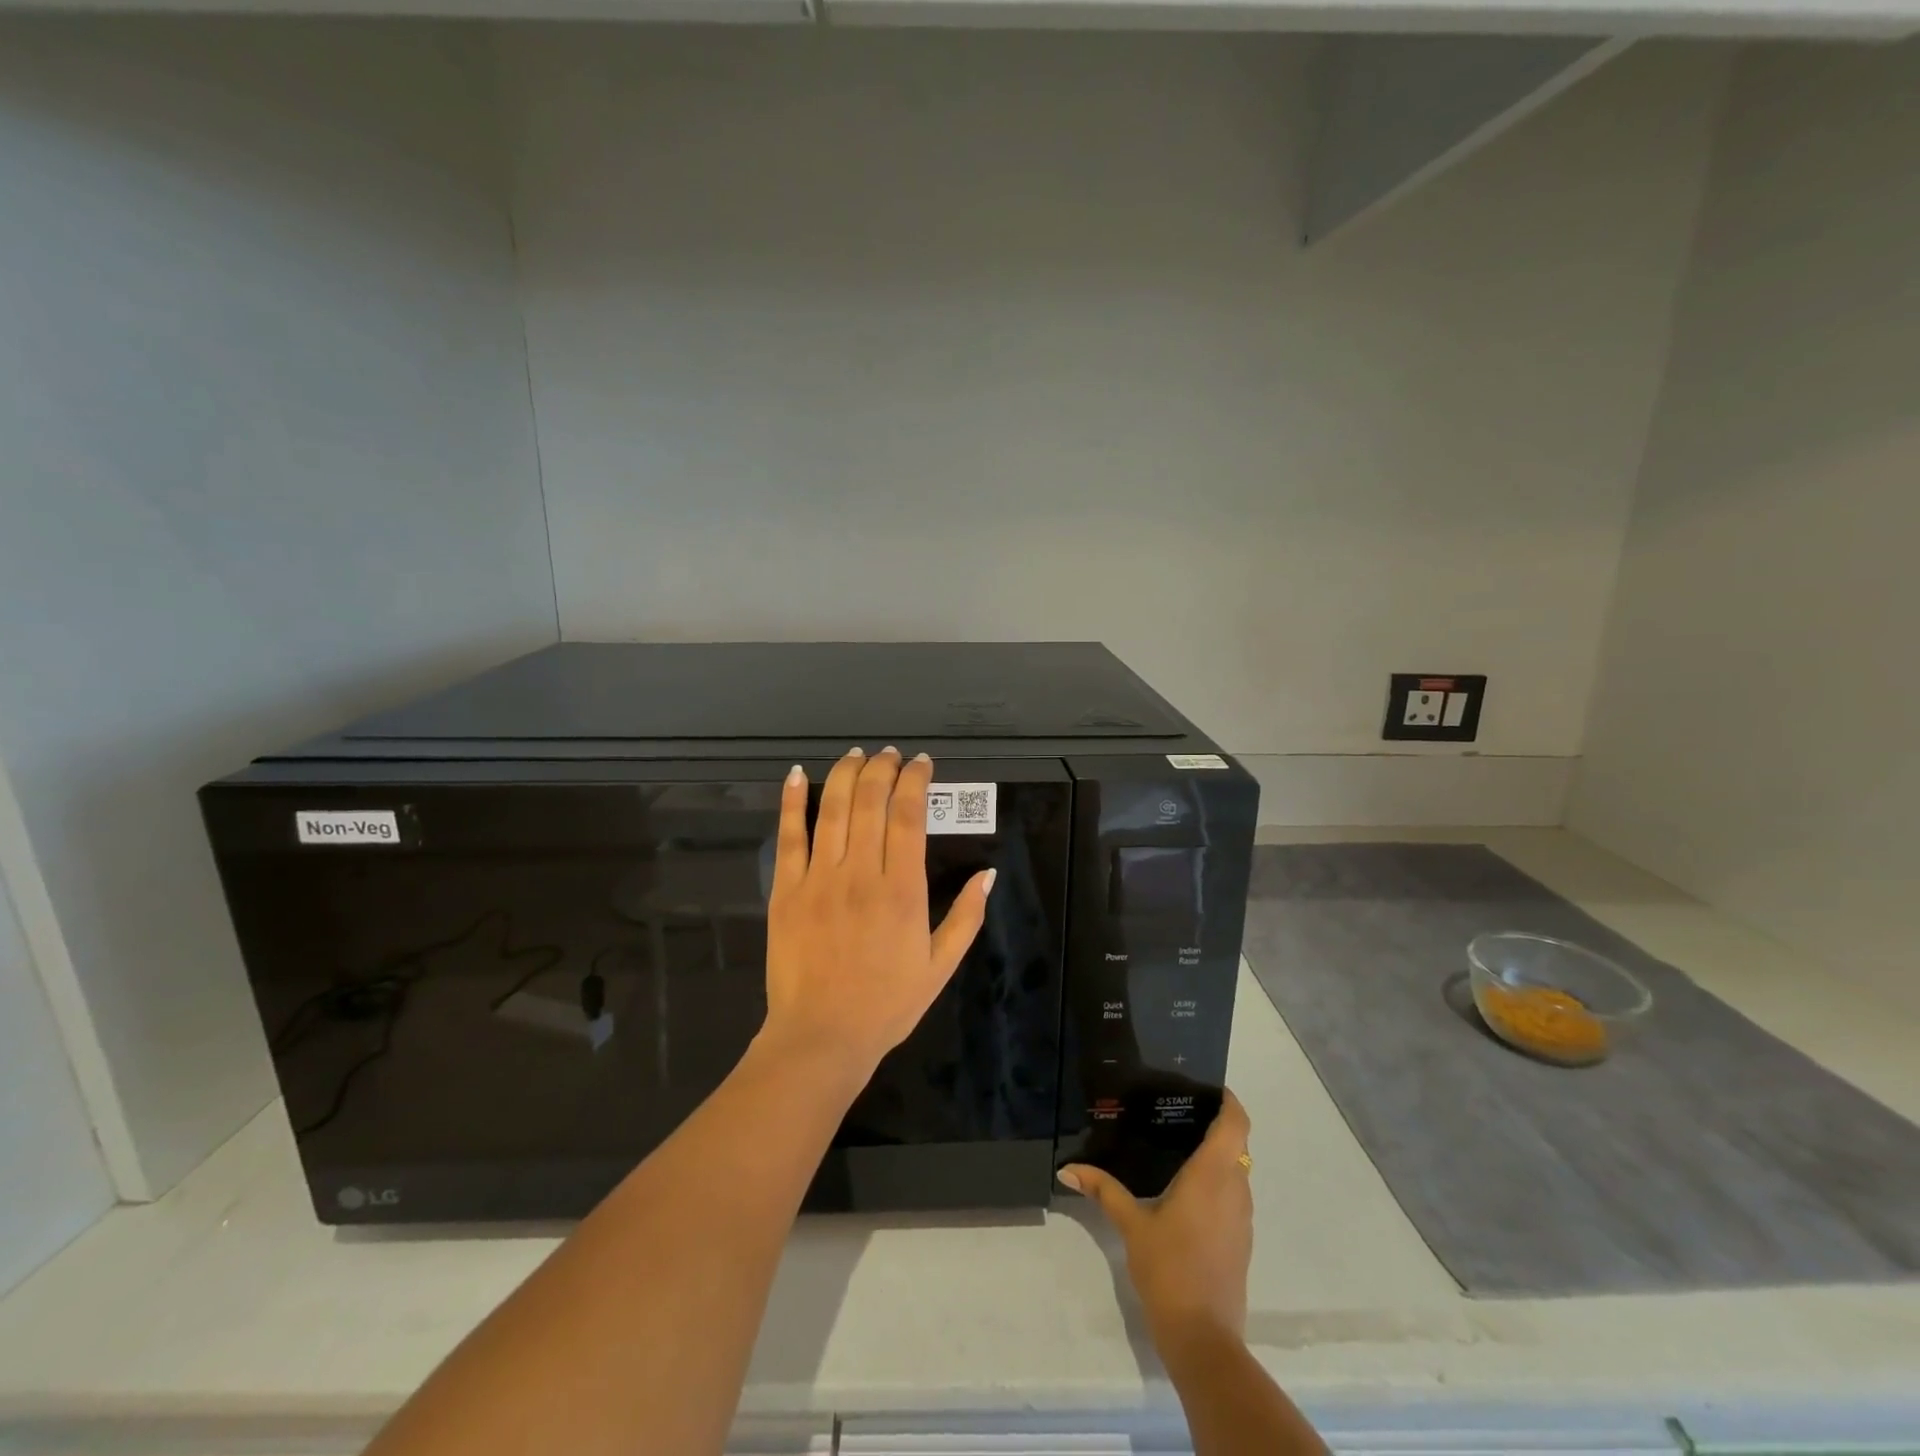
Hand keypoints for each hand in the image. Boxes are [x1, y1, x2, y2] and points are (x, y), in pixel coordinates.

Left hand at [760, 747, 994, 1075]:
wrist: (822, 1037)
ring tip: (857, 755)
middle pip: (872, 802)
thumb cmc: (887, 1004)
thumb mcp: (940, 966)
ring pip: (834, 810)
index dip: (915, 781)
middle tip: (891, 755)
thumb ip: (967, 917)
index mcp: (902, 890)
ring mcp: (819, 879)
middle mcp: (861, 874)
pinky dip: (793, 802)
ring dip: (847, 774)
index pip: (909, 816)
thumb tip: (989, 874)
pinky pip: (789, 837)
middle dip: (883, 769)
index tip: (921, 763)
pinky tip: (799, 774)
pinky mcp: (786, 891)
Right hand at [1059, 1090, 1253, 1357]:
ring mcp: (1242, 1217)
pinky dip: (1217, 1181)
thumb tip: (1067, 1168)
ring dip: (1217, 1154)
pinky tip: (1185, 1188)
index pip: (1236, 1123)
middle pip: (1236, 1143)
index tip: (1206, 1087)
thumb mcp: (1132, 1225)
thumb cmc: (1169, 1268)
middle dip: (1215, 1124)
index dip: (1228, 1101)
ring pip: (1237, 1170)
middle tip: (1177, 1110)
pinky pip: (1234, 1195)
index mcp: (1213, 1175)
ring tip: (1178, 1143)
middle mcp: (1235, 1189)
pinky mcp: (1241, 1241)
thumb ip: (1103, 1190)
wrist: (1203, 1339)